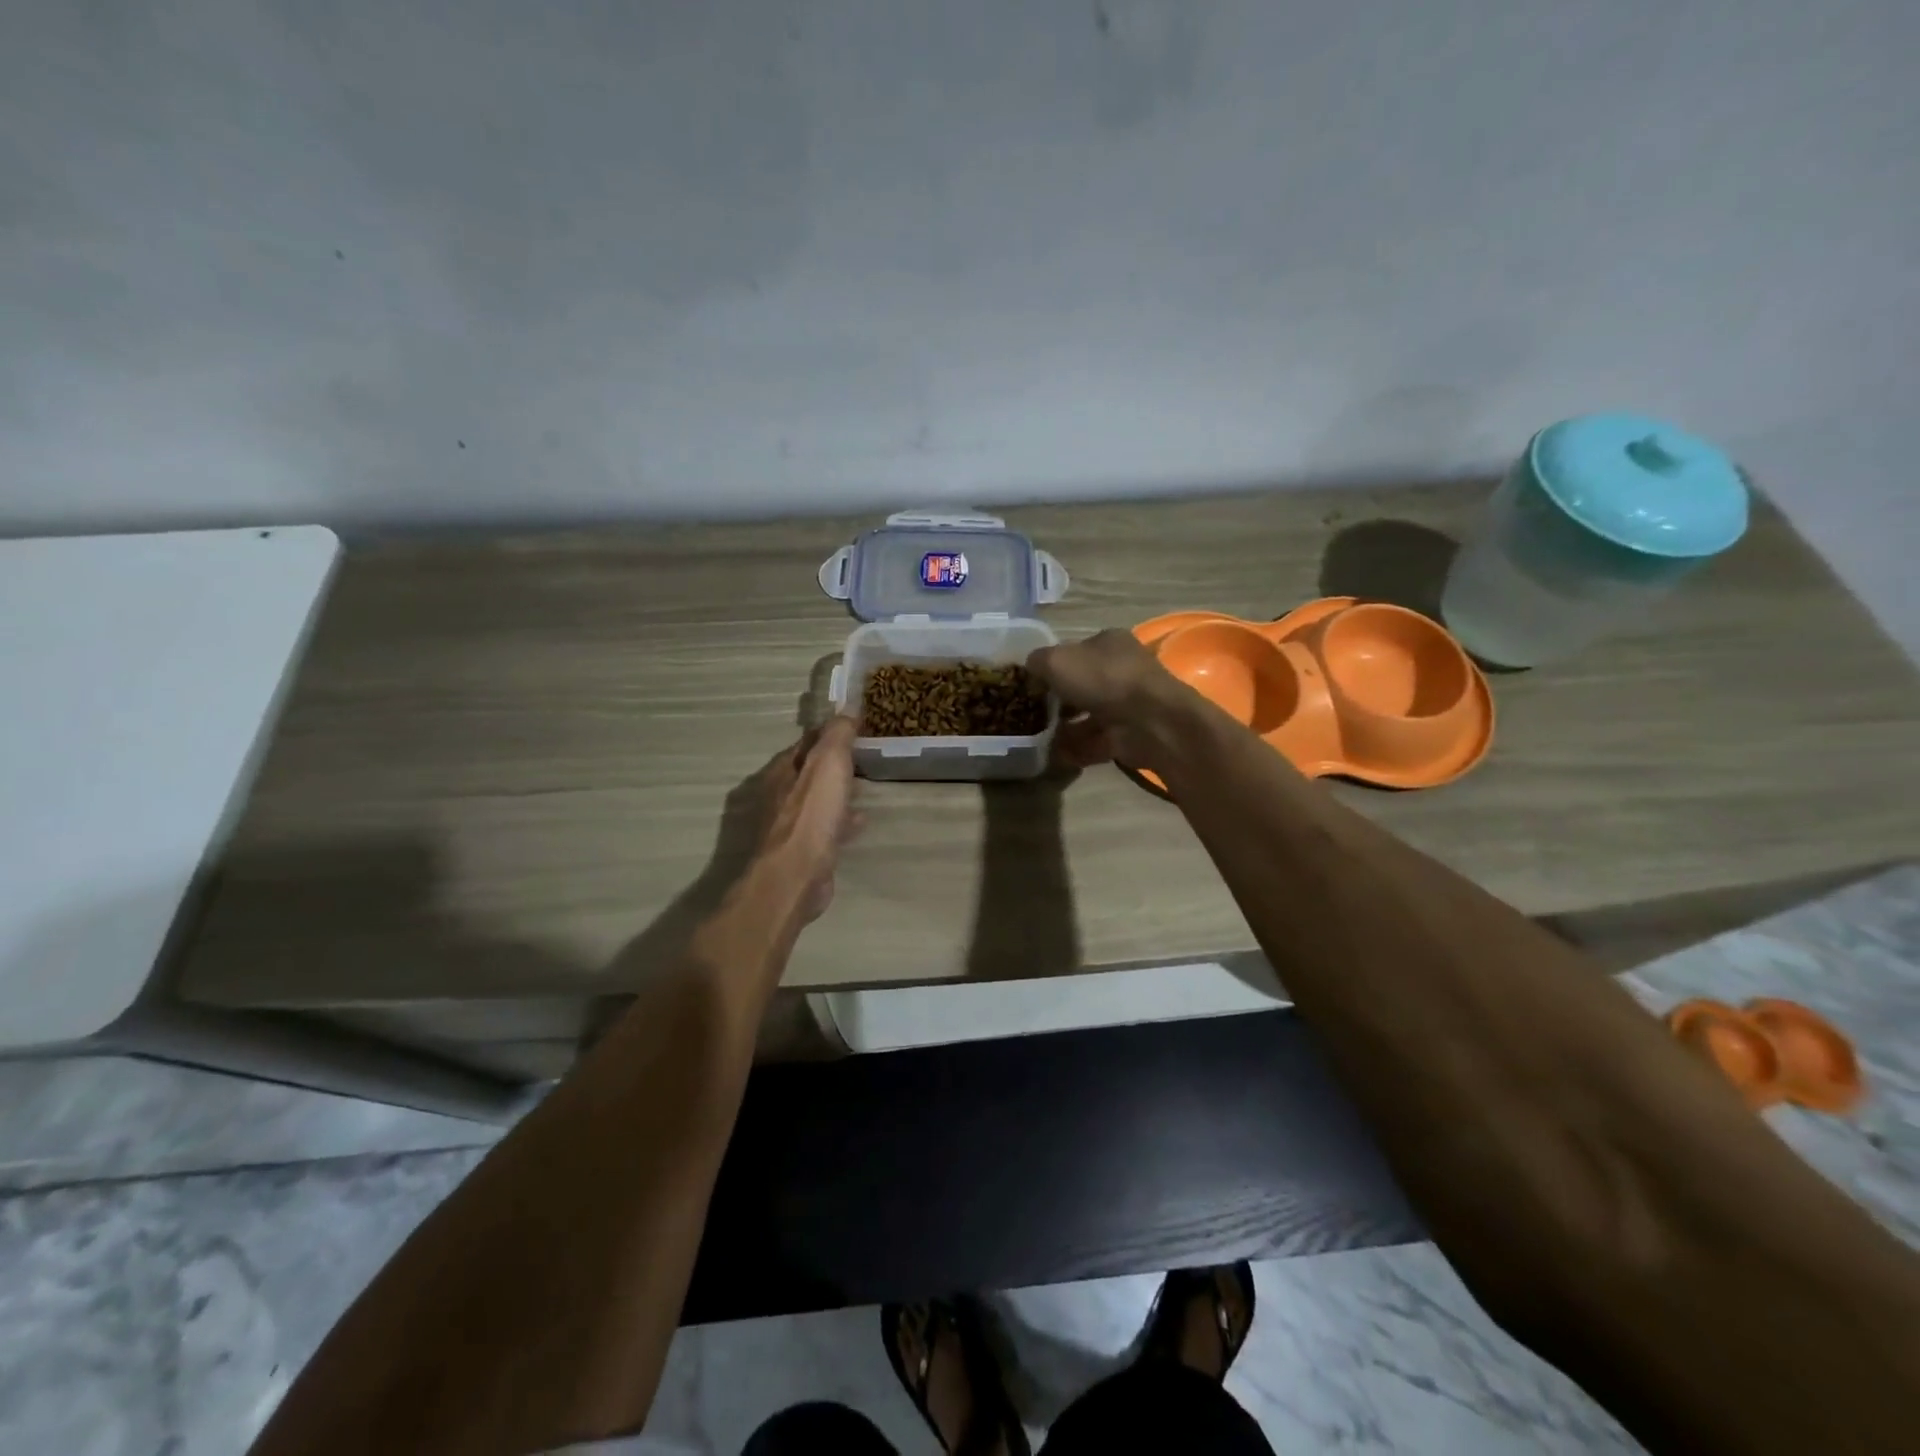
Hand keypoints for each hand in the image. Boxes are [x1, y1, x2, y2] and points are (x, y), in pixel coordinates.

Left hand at [751, 716, 859, 921]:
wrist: (793, 877)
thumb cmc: (811, 816)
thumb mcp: (828, 764)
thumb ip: (838, 735)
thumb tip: (847, 707)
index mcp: (781, 770)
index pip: (805, 742)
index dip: (829, 733)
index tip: (854, 727)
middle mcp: (779, 795)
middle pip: (809, 772)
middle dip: (833, 764)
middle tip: (862, 758)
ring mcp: (787, 825)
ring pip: (816, 800)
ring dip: (837, 793)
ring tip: (864, 789)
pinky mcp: (800, 851)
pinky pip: (824, 827)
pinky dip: (841, 821)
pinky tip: (859, 824)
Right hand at [1026, 630, 1196, 772]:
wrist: (1149, 721)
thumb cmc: (1103, 679)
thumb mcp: (1057, 660)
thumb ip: (1037, 662)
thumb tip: (1030, 669)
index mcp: (1109, 642)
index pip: (1075, 651)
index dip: (1051, 666)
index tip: (1030, 684)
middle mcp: (1121, 669)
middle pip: (1081, 685)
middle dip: (1057, 700)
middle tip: (1031, 713)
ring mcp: (1128, 704)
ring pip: (1088, 715)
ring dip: (1065, 727)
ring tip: (1038, 738)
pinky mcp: (1129, 734)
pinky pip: (1096, 741)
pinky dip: (1077, 749)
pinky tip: (1055, 756)